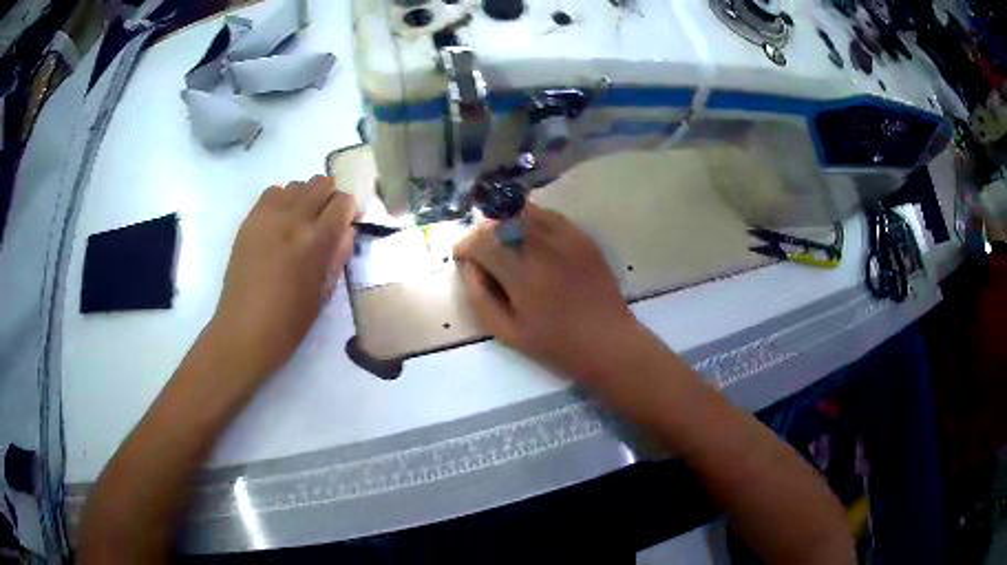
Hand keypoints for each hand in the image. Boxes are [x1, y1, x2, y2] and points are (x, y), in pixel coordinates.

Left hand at [211, 175, 354, 380]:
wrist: (244, 330)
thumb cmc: (289, 322)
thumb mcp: (324, 292)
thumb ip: (338, 255)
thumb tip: (346, 231)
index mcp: (316, 240)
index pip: (343, 202)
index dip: (350, 210)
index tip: (348, 223)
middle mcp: (293, 218)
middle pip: (321, 184)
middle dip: (331, 198)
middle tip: (328, 220)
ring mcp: (267, 216)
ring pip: (297, 184)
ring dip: (307, 197)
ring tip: (303, 220)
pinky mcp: (249, 220)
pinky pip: (273, 192)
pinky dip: (283, 199)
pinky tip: (282, 221)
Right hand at [454, 204, 640, 382]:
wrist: (607, 340)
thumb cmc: (555, 344)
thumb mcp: (507, 332)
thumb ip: (481, 297)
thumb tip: (469, 267)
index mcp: (522, 275)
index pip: (483, 242)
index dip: (466, 246)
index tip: (462, 256)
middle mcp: (543, 248)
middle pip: (502, 221)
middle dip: (484, 232)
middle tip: (482, 250)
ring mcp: (566, 239)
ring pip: (525, 212)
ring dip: (507, 222)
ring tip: (505, 242)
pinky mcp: (582, 237)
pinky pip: (550, 216)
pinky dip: (532, 220)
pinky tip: (531, 239)